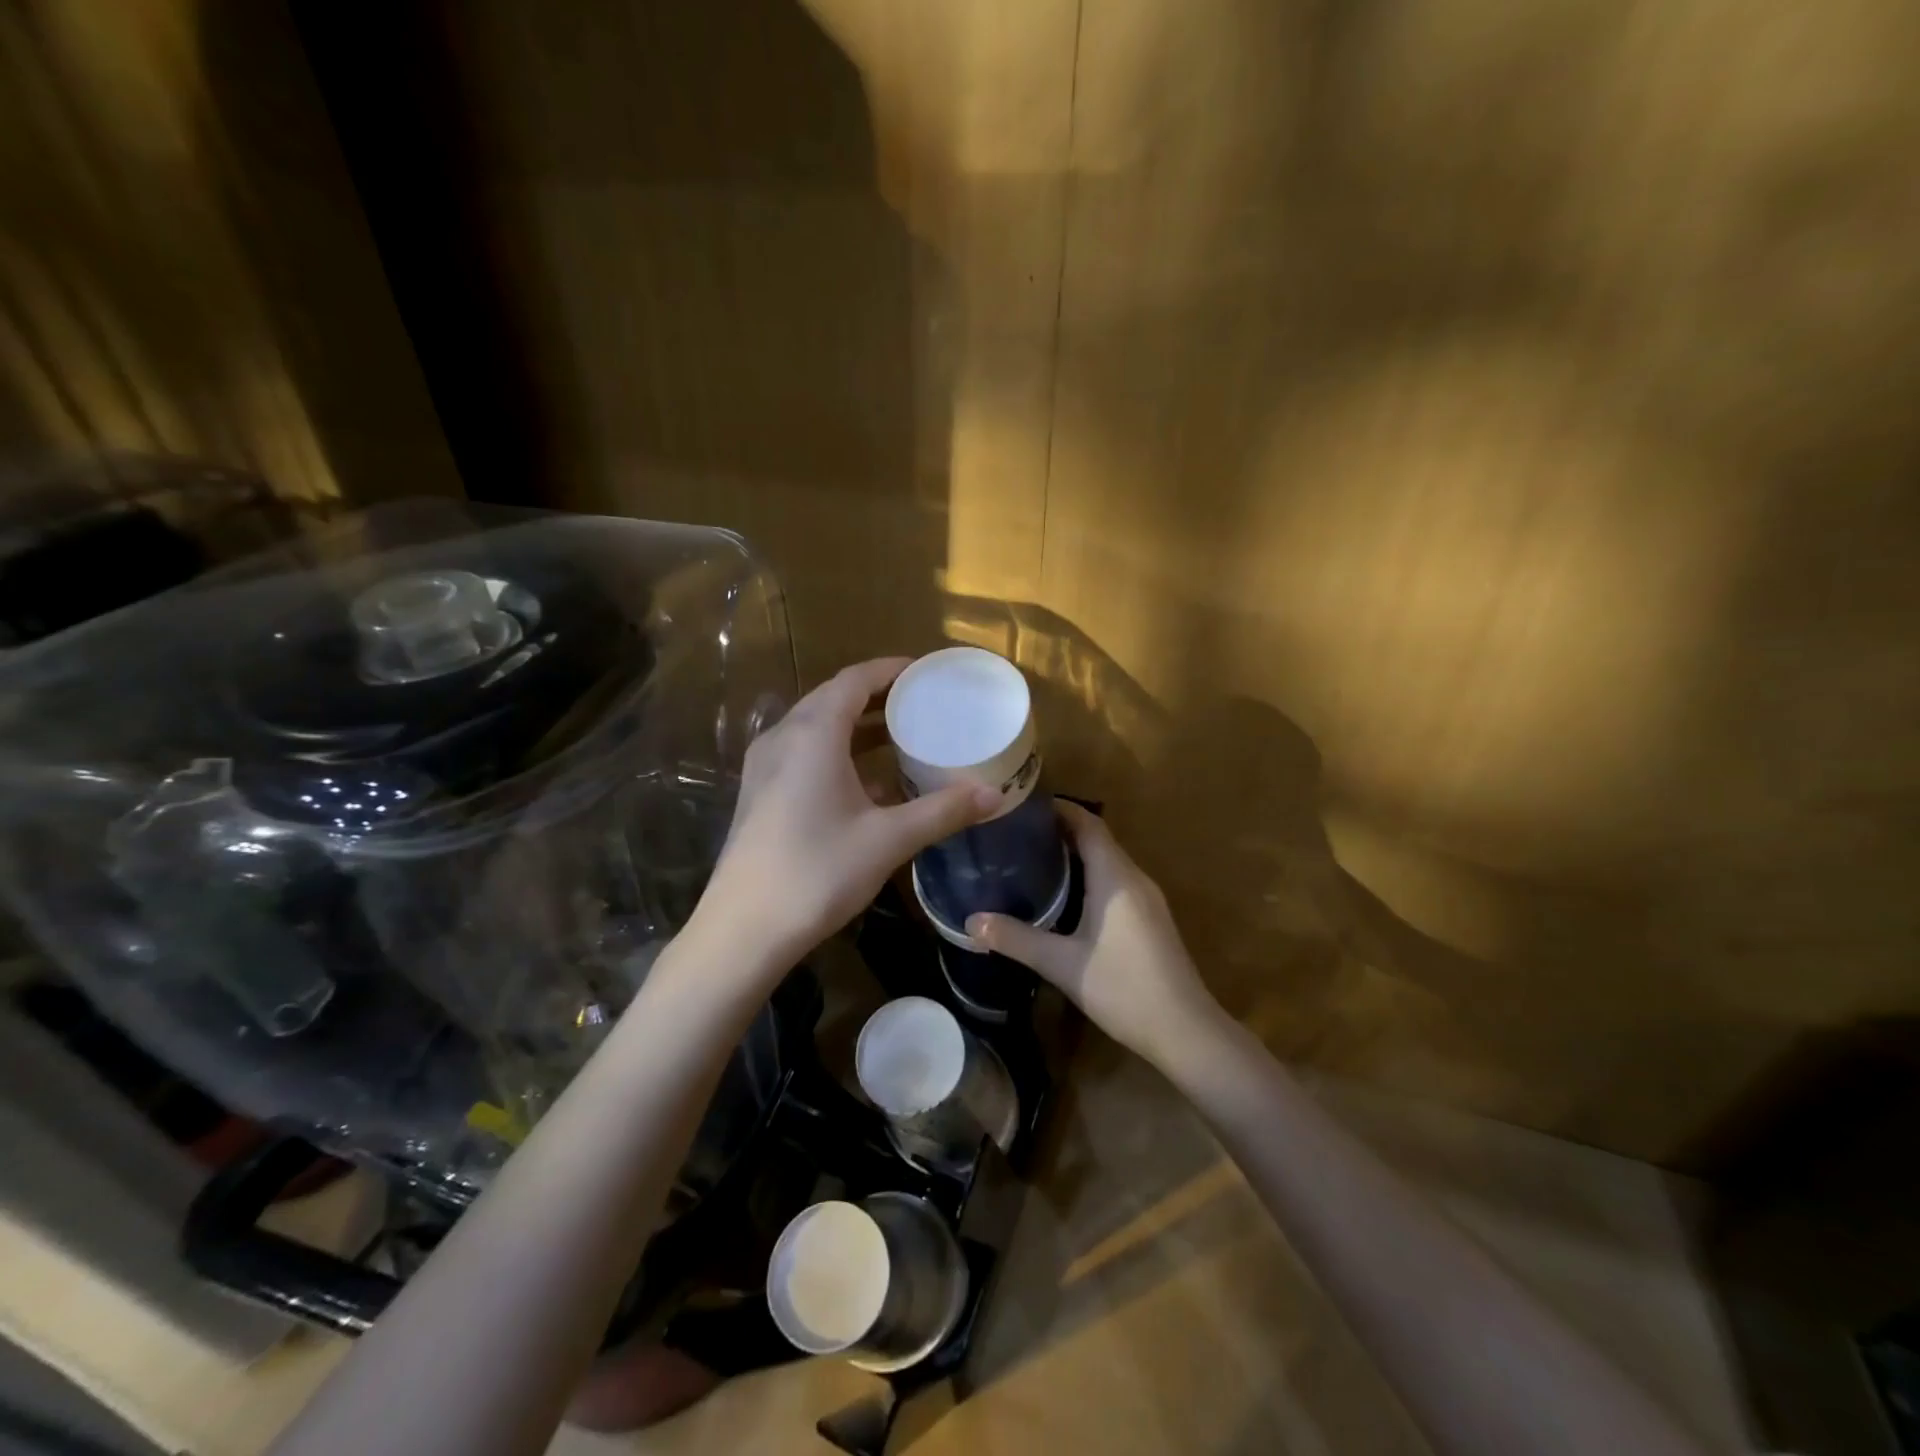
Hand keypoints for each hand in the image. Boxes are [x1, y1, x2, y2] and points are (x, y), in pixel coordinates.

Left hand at [691, 658, 1000, 971]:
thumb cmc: (818, 872)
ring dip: (858, 726)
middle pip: (834, 698)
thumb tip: (995, 794)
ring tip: (902, 736)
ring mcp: (766, 765)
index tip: (927, 672)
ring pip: (817, 727)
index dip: (891, 670)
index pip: (855, 679)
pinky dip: (839, 752)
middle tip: (923, 703)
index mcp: (813, 733)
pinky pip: (804, 752)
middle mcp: (784, 737)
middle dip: (879, 696)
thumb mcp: (889, 839)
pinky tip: (868, 782)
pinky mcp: (761, 792)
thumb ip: (943, 811)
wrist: (744, 929)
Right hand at [966, 804, 1223, 1066]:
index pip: (1088, 823)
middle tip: (1017, 831)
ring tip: (1033, 856)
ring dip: (1076, 852)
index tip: (1023, 804)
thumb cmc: (1123, 988)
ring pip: (1108, 861)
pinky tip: (1065, 895)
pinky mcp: (1150, 919)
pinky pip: (1116, 881)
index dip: (1059, 808)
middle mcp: (1134, 879)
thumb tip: (970, 922)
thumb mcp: (1062, 964)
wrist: (1185, 1031)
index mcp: (1116, 878)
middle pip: (1098, 838)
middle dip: (1060, 829)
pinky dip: (1089, 874)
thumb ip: (1016, 939)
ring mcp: (1147, 899)